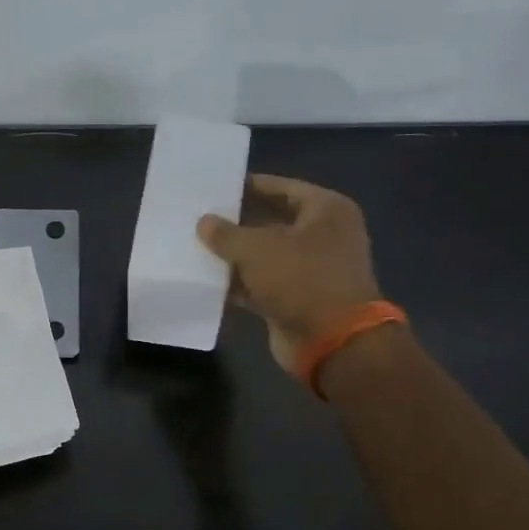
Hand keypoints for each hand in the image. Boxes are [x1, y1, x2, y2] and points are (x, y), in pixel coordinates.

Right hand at [198, 175, 381, 371]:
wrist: (333, 343)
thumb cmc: (302, 279)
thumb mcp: (257, 249)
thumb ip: (226, 233)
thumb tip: (204, 222)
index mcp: (327, 210)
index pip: (282, 187)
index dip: (248, 186)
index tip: (215, 187)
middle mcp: (323, 236)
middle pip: (272, 221)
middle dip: (237, 223)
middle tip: (199, 216)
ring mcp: (311, 270)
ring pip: (265, 255)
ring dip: (235, 255)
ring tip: (195, 245)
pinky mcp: (296, 299)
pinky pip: (261, 283)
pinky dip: (239, 283)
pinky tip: (206, 280)